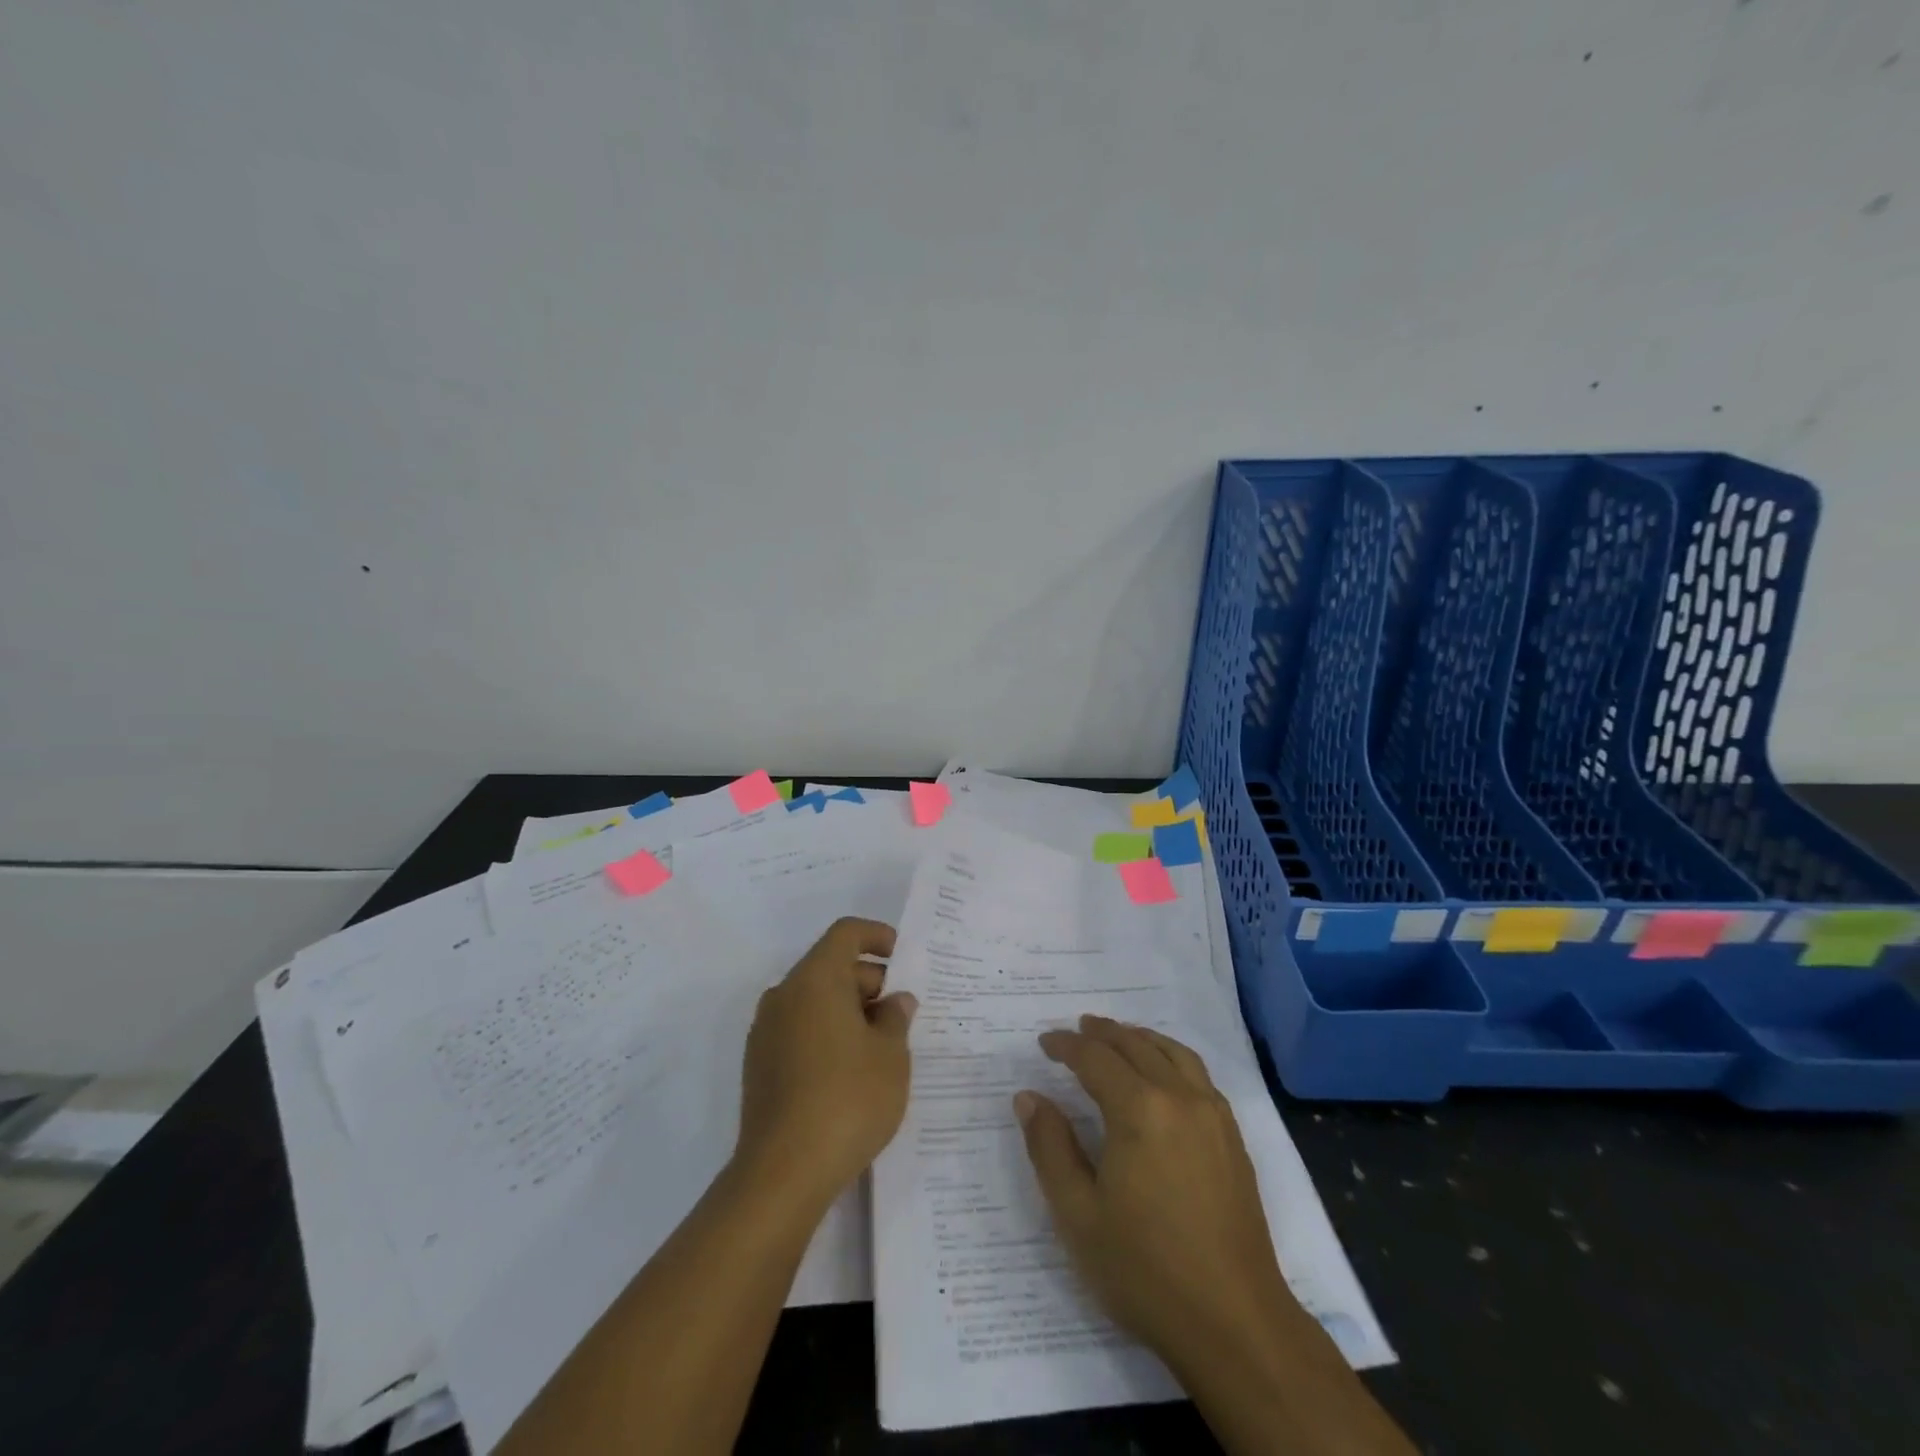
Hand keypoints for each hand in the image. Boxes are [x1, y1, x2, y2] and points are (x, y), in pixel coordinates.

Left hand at [736, 917, 915, 1210]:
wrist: (782, 1173)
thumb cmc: (847, 1099)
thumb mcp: (891, 1056)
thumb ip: (896, 1018)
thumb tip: (895, 1001)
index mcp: (815, 980)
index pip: (845, 934)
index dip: (877, 936)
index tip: (903, 957)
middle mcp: (784, 995)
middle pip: (830, 967)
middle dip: (869, 981)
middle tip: (902, 1014)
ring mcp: (766, 1032)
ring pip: (814, 1000)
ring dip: (849, 1010)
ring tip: (883, 1045)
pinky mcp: (759, 1065)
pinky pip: (800, 1029)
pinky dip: (828, 1033)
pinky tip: (852, 1070)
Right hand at [1014, 1016, 1299, 1371]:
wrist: (1235, 1322)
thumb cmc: (1145, 1270)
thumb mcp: (1078, 1214)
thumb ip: (1049, 1147)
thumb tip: (1029, 1098)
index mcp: (1139, 1109)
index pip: (1095, 1058)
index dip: (1066, 1046)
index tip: (1044, 1043)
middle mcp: (1179, 1097)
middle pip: (1136, 1045)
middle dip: (1102, 1033)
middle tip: (1077, 1029)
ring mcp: (1212, 1115)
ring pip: (1172, 1052)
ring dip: (1140, 1038)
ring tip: (1118, 1038)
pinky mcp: (1232, 1138)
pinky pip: (1198, 1075)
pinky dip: (1172, 1057)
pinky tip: (1164, 1075)